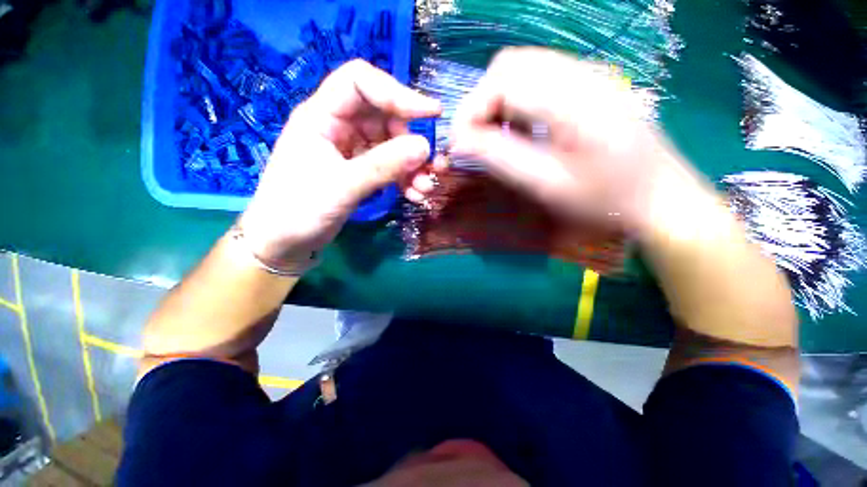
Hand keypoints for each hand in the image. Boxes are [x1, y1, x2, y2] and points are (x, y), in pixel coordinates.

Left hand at [239, 60, 440, 262]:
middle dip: (412, 141)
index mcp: (322, 116)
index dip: (397, 92)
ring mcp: (351, 150)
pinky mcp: (360, 170)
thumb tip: (425, 147)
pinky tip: (415, 195)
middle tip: (432, 165)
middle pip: (384, 117)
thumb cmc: (299, 210)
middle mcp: (339, 127)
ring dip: (413, 165)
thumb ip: (383, 165)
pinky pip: (390, 166)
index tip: (431, 114)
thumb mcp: (343, 186)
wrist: (284, 242)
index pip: (361, 83)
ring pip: (392, 144)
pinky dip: (405, 178)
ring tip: (425, 188)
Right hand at [436, 47, 709, 235]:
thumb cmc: (605, 200)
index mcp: (575, 99)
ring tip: (497, 137)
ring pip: (522, 68)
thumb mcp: (546, 185)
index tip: (458, 144)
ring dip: (498, 101)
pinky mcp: (590, 84)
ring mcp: (589, 74)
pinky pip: (538, 79)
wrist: (660, 198)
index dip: (471, 110)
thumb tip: (458, 142)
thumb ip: (500, 159)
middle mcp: (582, 73)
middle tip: (476, 140)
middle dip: (481, 102)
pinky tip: (521, 129)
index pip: (503, 80)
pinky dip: (516, 101)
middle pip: (510, 64)